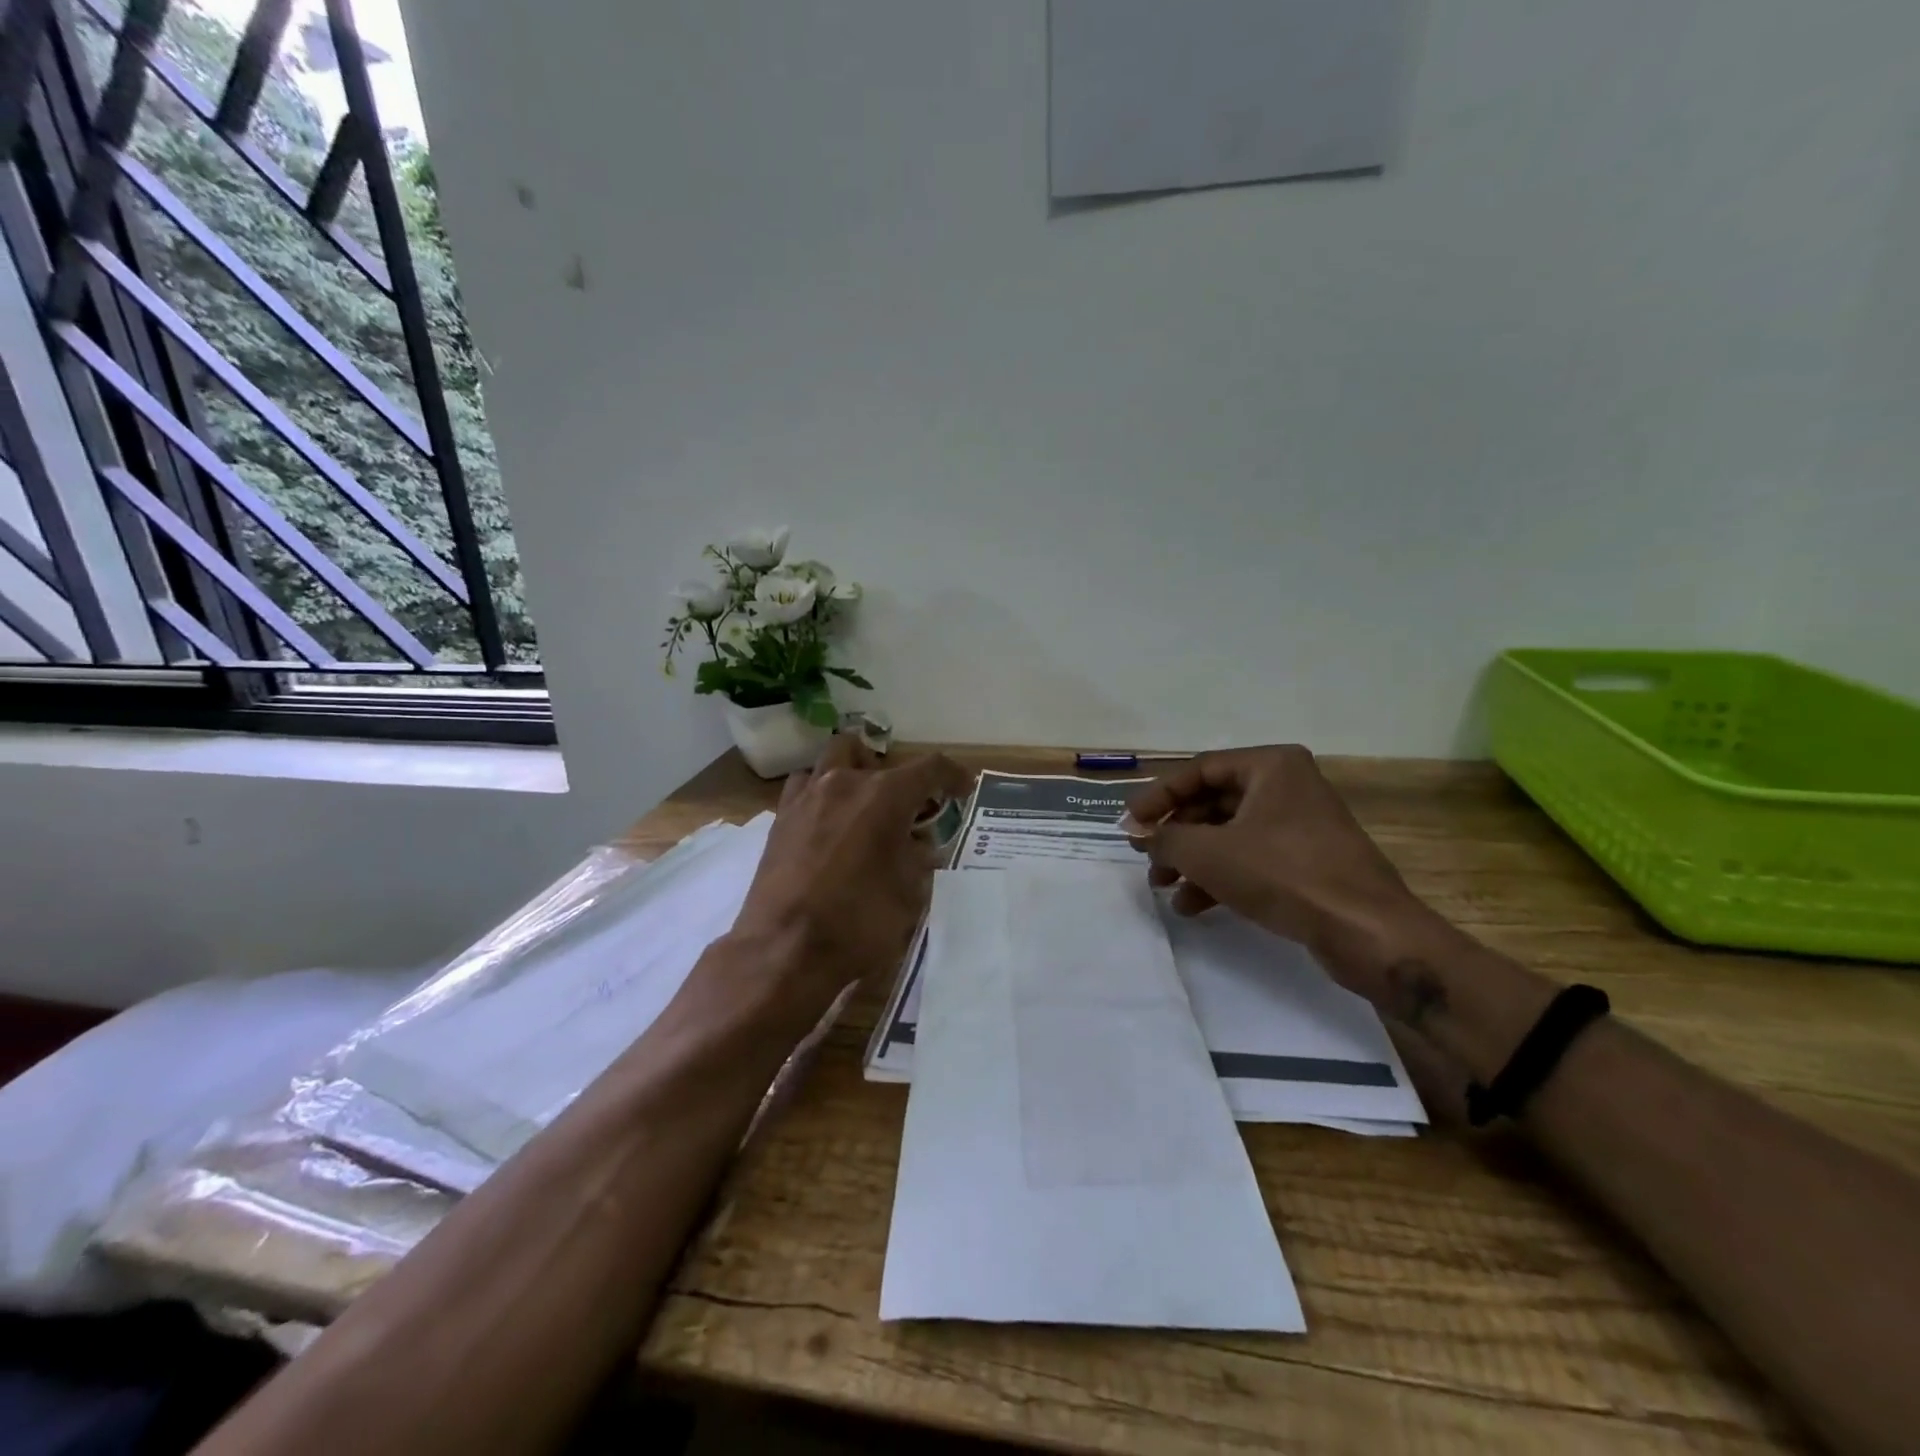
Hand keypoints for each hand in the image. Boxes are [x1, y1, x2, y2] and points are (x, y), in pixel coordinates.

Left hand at [729, 736, 973, 1020]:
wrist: (785, 949)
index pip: (930, 767)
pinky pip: (805, 788)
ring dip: (853, 774)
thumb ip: (918, 858)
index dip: (953, 775)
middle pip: (873, 754)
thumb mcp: (910, 892)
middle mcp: (844, 783)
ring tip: (863, 808)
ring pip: (833, 761)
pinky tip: (829, 825)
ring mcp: (807, 797)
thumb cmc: (859, 920)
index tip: (963, 790)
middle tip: (905, 807)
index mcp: (885, 795)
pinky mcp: (780, 819)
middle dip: (894, 774)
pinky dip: (823, 796)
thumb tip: (915, 844)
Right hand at [1124, 745, 1442, 994]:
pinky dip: (1219, 877)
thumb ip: (1165, 838)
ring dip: (1192, 860)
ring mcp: (1299, 825)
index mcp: (1270, 766)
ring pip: (1228, 834)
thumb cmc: (1284, 874)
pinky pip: (1250, 859)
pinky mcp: (1306, 861)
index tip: (1130, 825)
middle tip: (1146, 858)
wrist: (1366, 931)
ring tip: (1163, 888)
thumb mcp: (1209, 853)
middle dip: (1175, 835)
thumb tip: (1139, 834)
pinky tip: (1193, 906)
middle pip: (1212, 803)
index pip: (1198, 770)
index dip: (1158, 797)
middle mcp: (1287, 786)